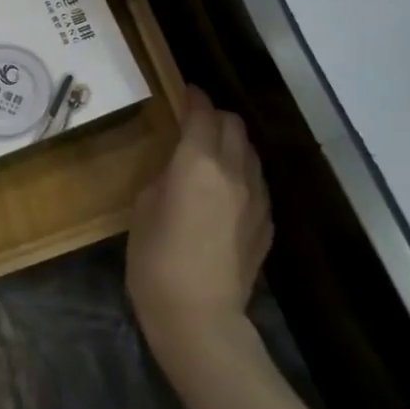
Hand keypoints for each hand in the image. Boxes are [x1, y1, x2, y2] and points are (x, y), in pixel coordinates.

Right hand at [126, 87, 271, 348]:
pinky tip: (226, 191)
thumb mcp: (143, 209)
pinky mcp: (266, 222)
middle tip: (196, 122)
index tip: (186, 92)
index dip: (194, 98)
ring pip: (250, 152)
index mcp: (197, 163)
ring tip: (213, 153)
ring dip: (232, 143)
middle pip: (233, 125)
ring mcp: (255, 198)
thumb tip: (177, 170)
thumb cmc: (156, 261)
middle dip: (215, 116)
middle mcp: (233, 171)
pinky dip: (242, 173)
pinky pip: (256, 182)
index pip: (202, 114)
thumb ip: (165, 177)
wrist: (199, 317)